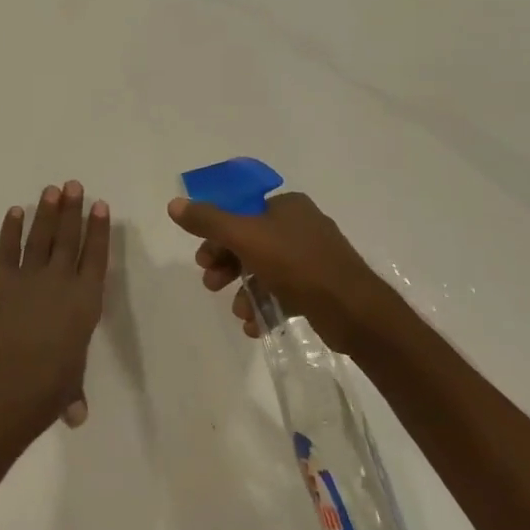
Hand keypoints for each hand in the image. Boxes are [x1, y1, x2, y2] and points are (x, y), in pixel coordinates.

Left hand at [0, 181, 109, 428]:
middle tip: (74, 185)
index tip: (100, 205)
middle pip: (69, 236)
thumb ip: (73, 393)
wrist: (17, 376)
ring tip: (52, 189)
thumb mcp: (70, 387)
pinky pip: (8, 248)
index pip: (96, 255)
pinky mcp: (3, 279)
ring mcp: (31, 275)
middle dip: (72, 209)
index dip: (98, 229)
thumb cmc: (54, 383)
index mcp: (86, 298)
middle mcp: (62, 279)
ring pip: (41, 236)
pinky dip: (11, 228)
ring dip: (47, 212)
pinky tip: (15, 211)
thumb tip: (76, 416)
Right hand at [167, 192, 390, 352]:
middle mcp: (301, 225)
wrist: (354, 311)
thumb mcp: (245, 237)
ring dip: (245, 290)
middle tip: (211, 285)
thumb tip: (174, 204)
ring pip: (265, 269)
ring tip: (239, 313)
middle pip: (250, 241)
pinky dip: (266, 305)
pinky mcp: (321, 287)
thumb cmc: (297, 264)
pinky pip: (284, 291)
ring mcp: (314, 257)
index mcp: (287, 205)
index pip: (240, 212)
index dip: (217, 234)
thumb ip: (208, 221)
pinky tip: (256, 325)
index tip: (202, 259)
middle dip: (228, 265)